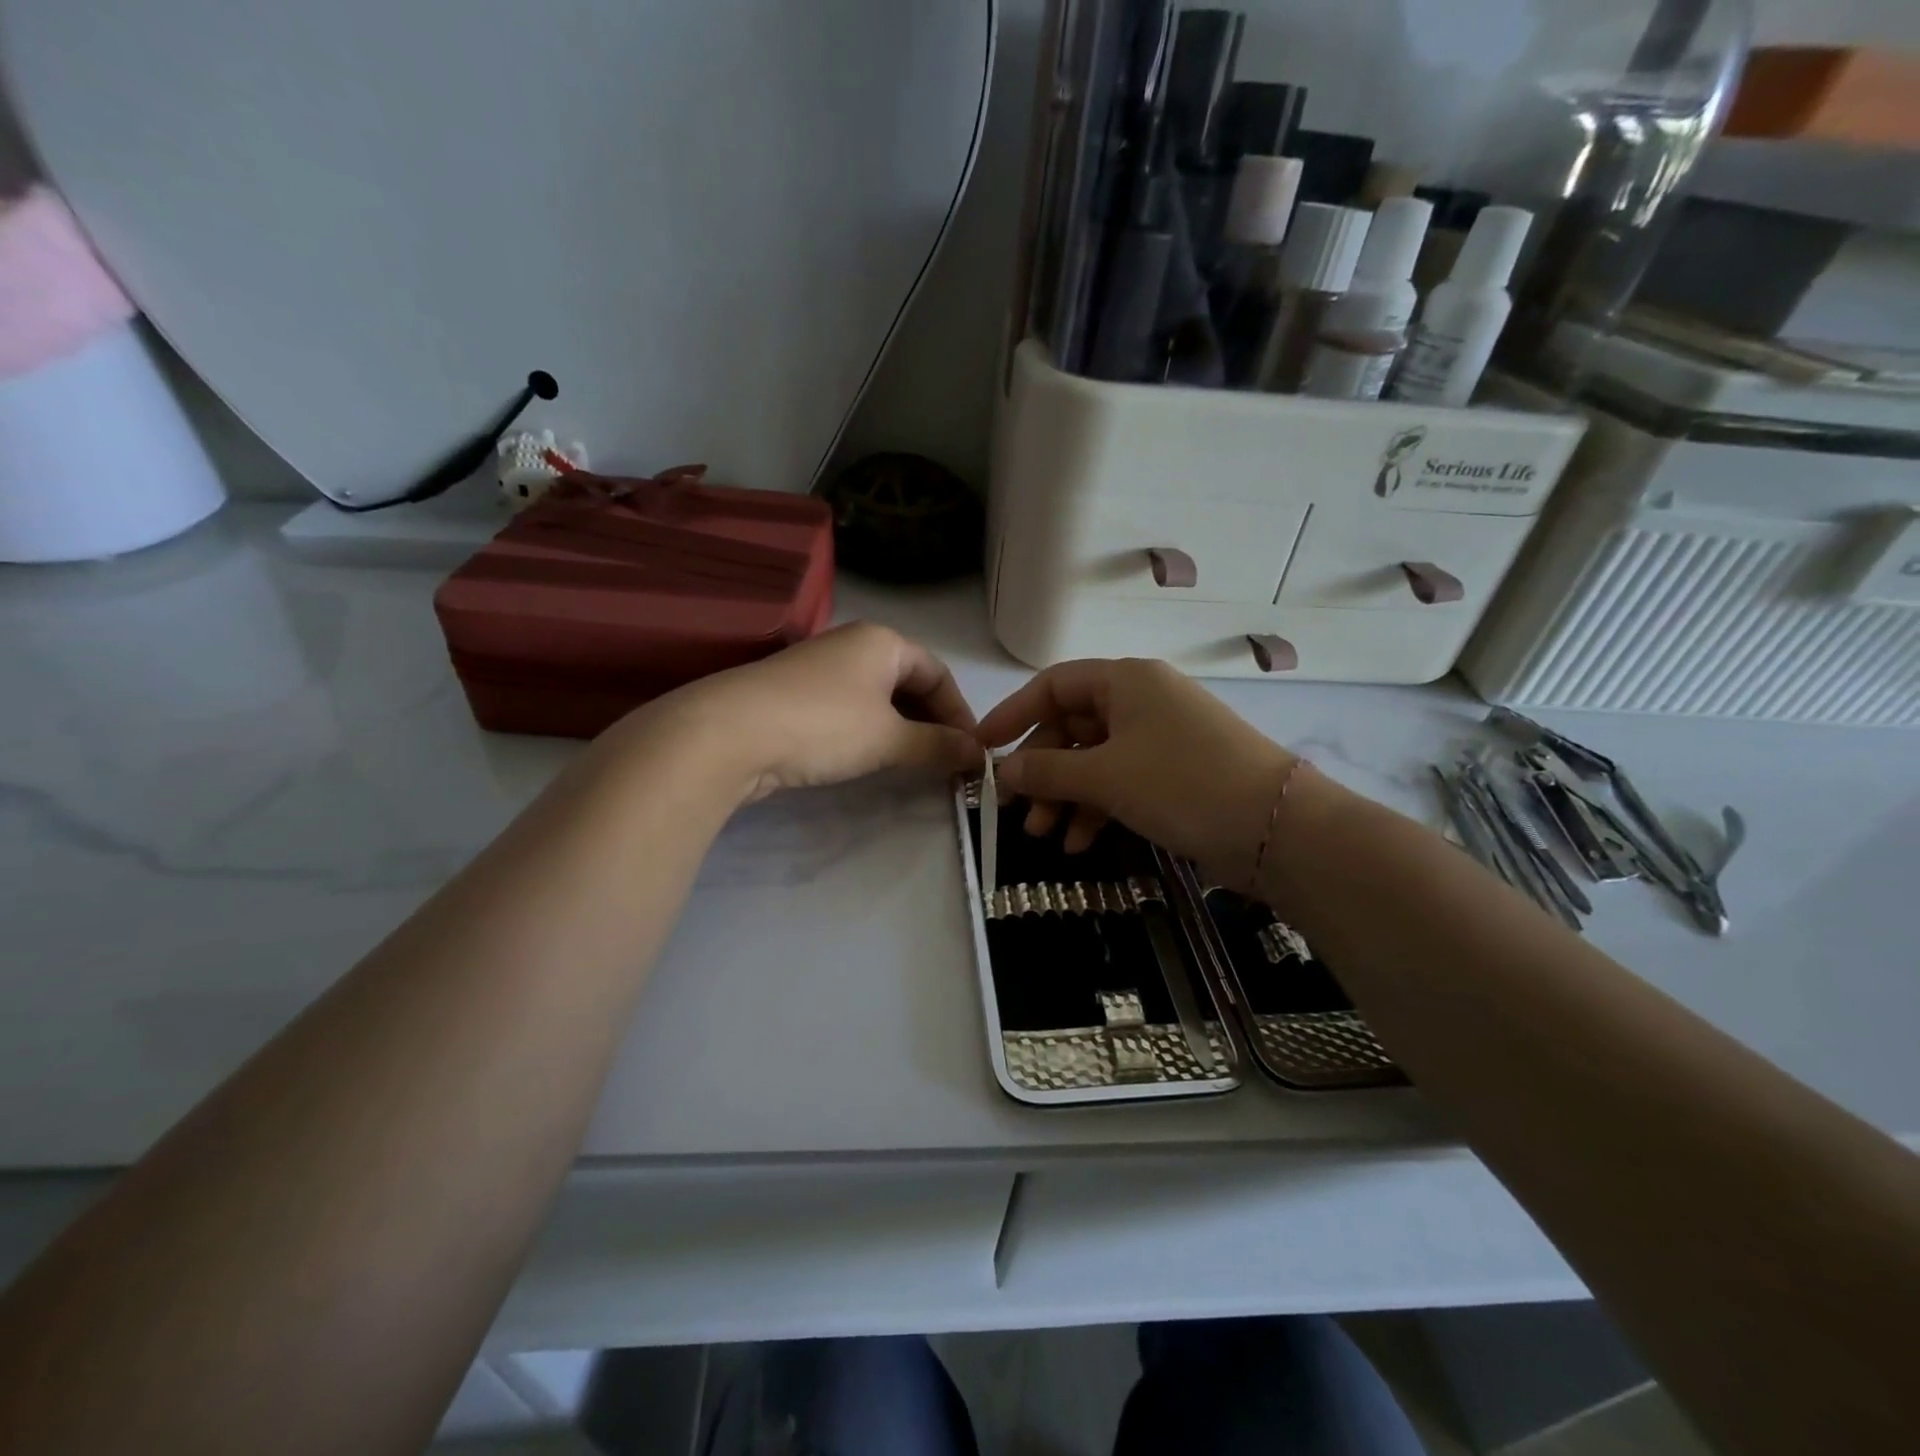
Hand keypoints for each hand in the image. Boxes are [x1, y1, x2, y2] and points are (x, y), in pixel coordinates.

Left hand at [649, 623, 981, 803]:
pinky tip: (869, 760)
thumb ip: (938, 746)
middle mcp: (852, 645)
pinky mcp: (793, 696)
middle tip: (945, 763)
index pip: (938, 673)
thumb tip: (979, 756)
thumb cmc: (824, 725)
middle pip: (908, 682)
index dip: (960, 713)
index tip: (971, 752)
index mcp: (882, 642)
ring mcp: (819, 669)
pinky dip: (869, 733)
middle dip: (931, 722)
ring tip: (913, 766)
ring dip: (901, 730)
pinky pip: (848, 711)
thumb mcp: (889, 738)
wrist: (728, 734)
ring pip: (877, 698)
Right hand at [977, 658, 1293, 878]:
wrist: (1277, 829)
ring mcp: (1160, 739)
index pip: (1054, 686)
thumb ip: (1046, 772)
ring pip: (1093, 760)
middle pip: (1071, 727)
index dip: (1014, 714)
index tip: (983, 748)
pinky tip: (1080, 843)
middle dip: (1041, 771)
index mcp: (1126, 681)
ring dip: (1064, 796)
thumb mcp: (1105, 776)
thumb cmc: (1183, 783)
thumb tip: (1002, 771)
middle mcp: (1141, 701)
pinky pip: (1119, 782)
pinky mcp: (1173, 774)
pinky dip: (1096, 808)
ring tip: (1044, 836)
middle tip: (1017, 810)